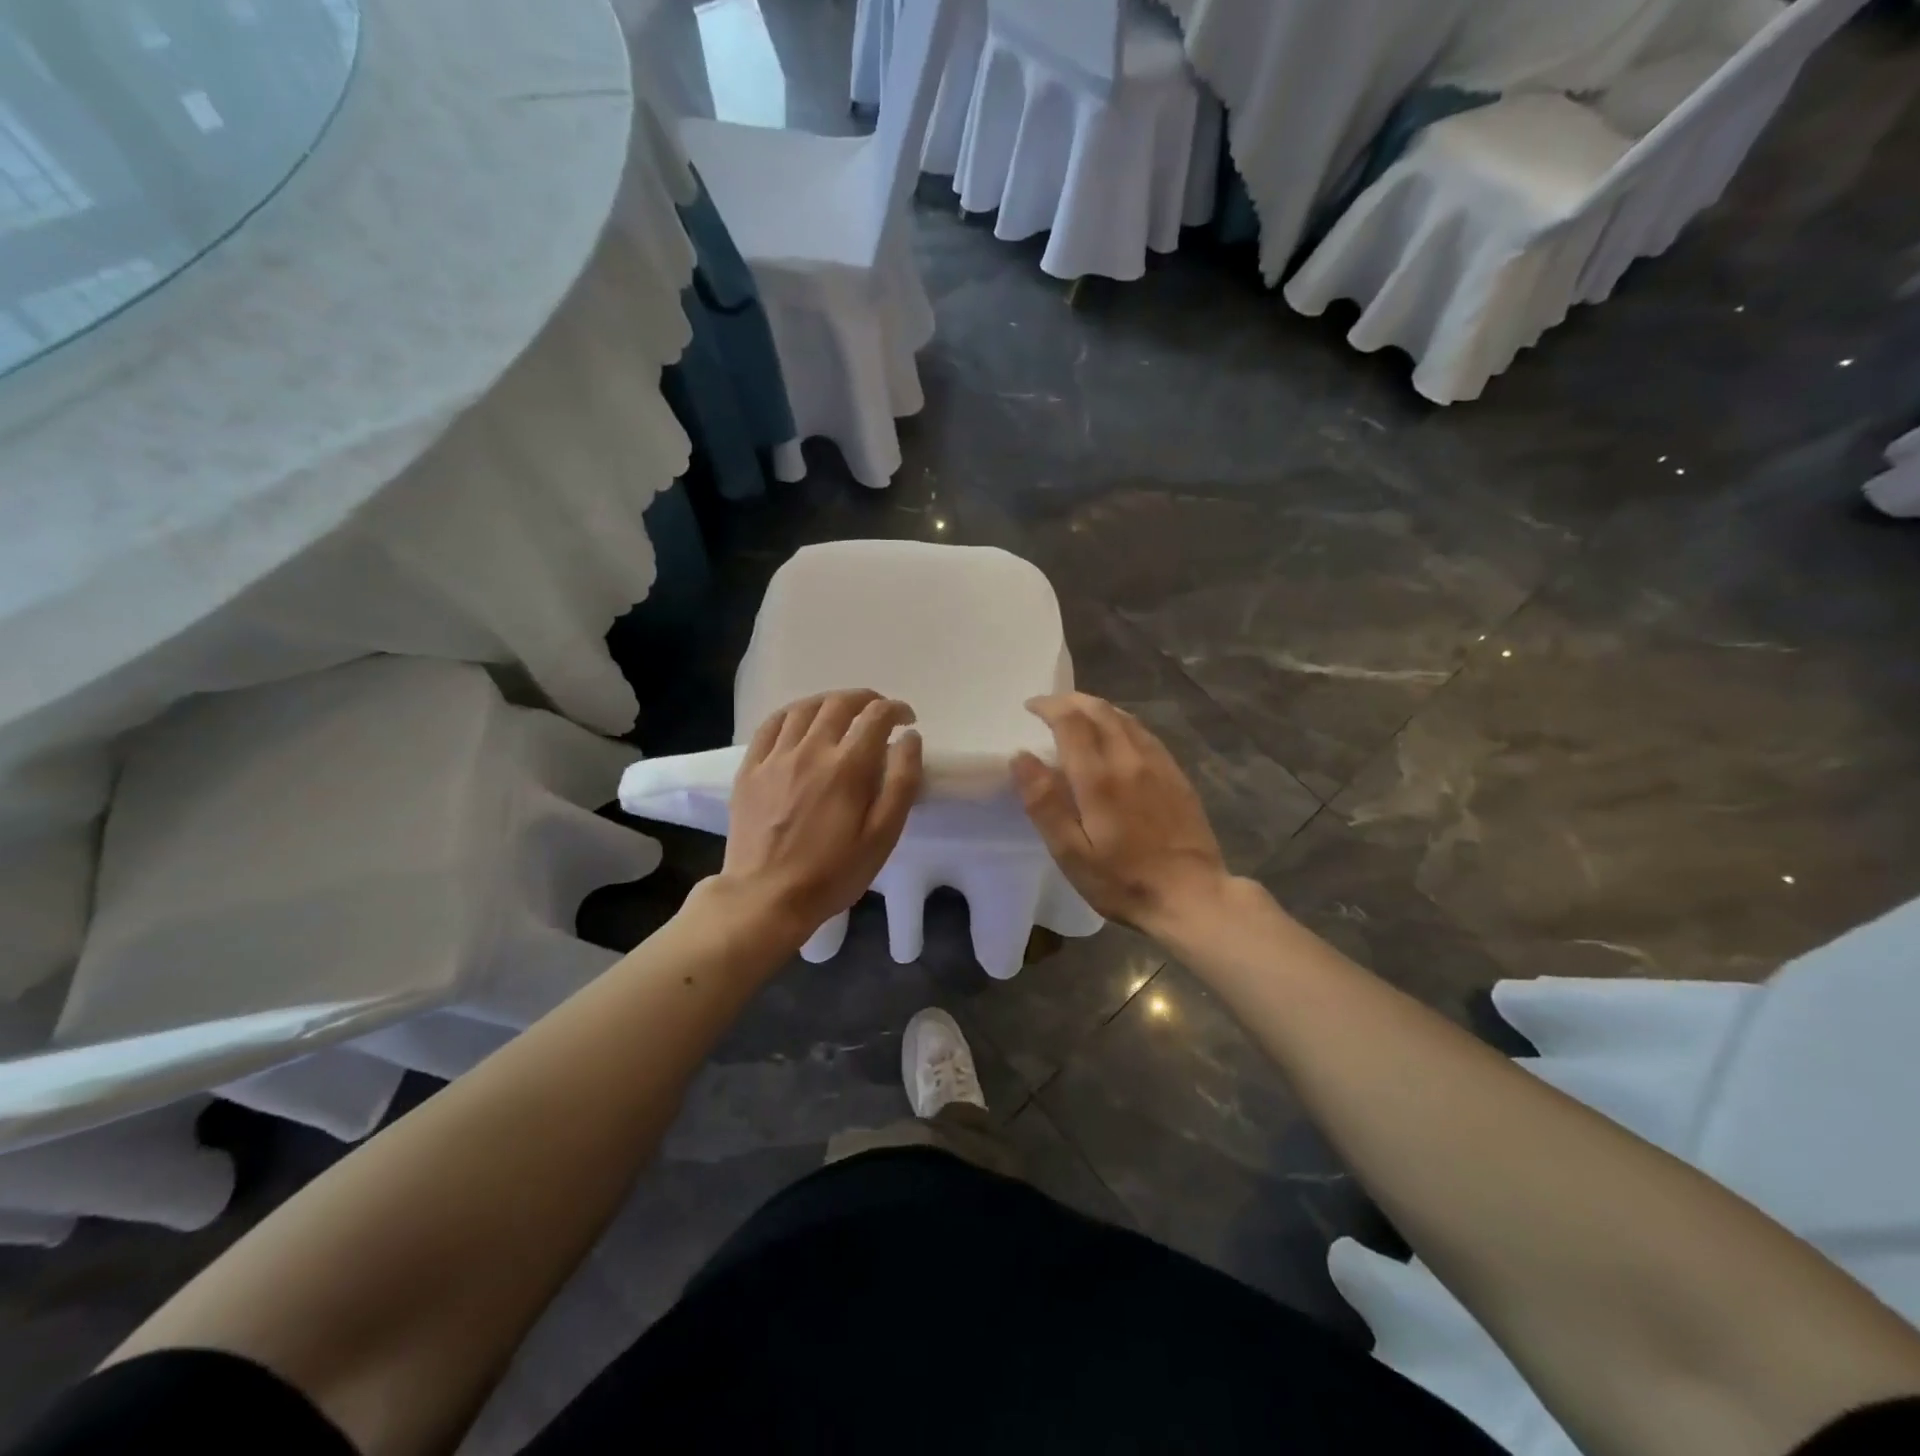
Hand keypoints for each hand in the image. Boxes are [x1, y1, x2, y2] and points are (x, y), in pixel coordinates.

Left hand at [721, 690, 922, 937]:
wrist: (766, 897)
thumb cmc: (833, 873)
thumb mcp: (882, 836)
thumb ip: (902, 783)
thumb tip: (909, 738)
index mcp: (848, 767)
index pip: (877, 716)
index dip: (897, 710)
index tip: (906, 720)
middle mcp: (811, 750)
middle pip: (840, 703)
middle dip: (866, 699)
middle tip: (878, 711)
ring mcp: (775, 757)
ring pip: (804, 708)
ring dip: (830, 702)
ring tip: (842, 712)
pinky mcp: (750, 769)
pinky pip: (770, 725)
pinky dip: (791, 713)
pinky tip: (800, 721)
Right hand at [1011, 692, 1231, 934]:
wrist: (1192, 896)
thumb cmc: (1123, 881)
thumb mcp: (1071, 853)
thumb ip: (1044, 803)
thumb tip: (1020, 757)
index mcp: (1099, 778)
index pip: (1071, 721)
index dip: (1049, 707)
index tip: (1031, 707)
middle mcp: (1129, 759)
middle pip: (1099, 710)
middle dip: (1071, 701)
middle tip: (1050, 707)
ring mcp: (1158, 764)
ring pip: (1124, 718)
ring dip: (1097, 708)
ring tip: (1077, 715)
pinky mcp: (1176, 774)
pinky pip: (1144, 733)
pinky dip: (1121, 722)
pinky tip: (1116, 735)